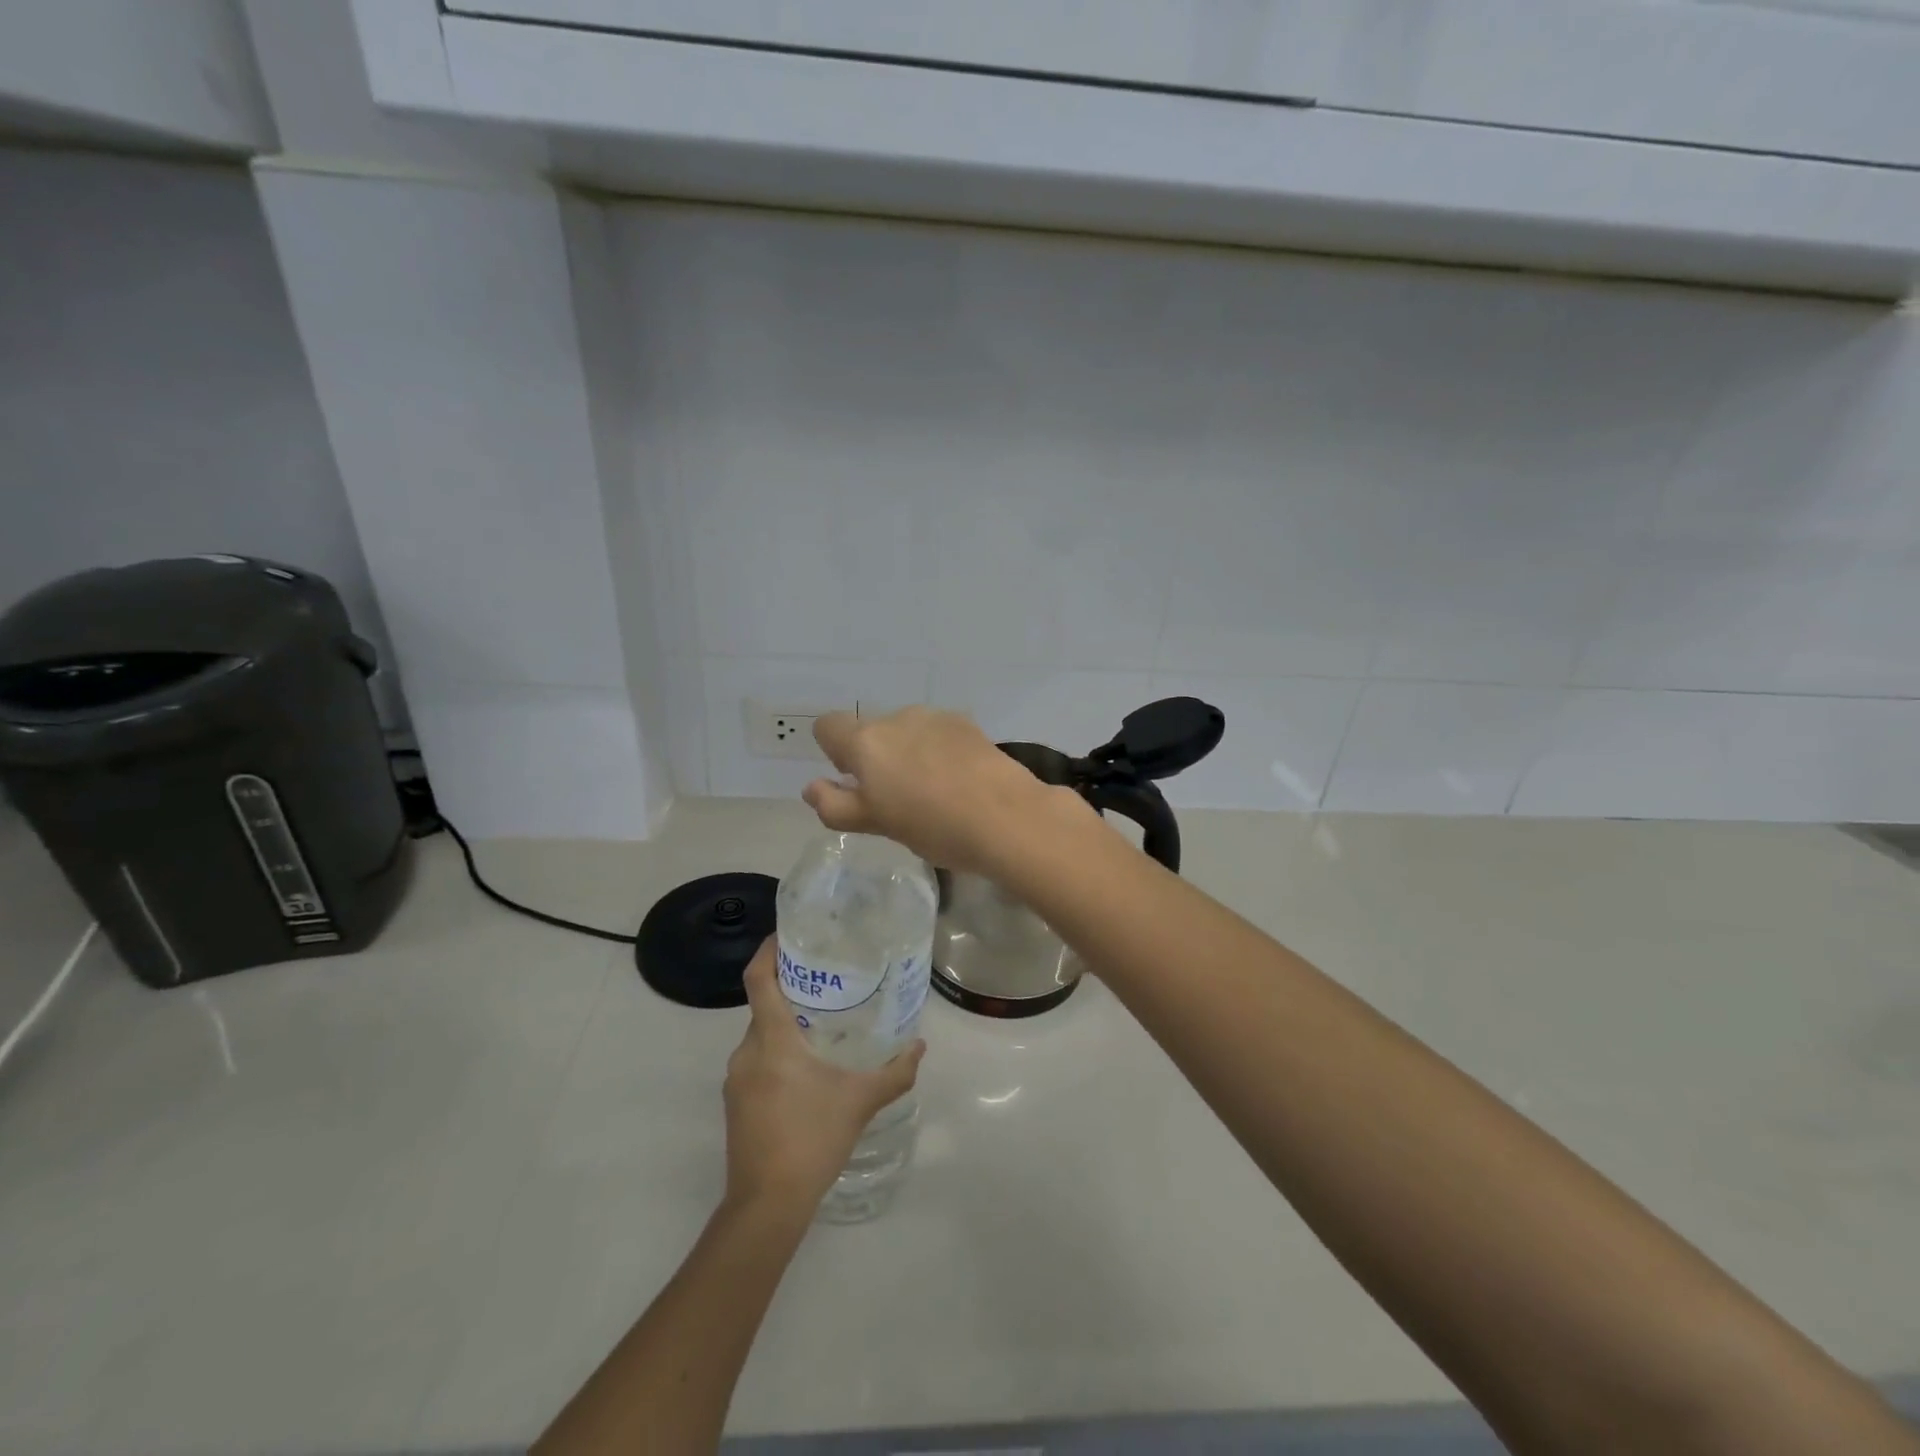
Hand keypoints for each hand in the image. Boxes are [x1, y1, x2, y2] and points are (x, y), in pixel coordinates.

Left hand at [723, 938, 925, 1213]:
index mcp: (771, 1040)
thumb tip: (920, 1046)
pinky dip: (777, 1052)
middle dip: (790, 990)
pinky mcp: (735, 1103)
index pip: (759, 979)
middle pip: (763, 1005)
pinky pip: (756, 1061)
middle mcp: (746, 1052)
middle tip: (826, 982)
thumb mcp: (861, 1101)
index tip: (788, 935)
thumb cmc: (812, 1139)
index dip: (768, 951)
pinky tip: (806, 1070)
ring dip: (785, 1025)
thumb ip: (895, 1072)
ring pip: (760, 1036)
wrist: (767, 1205)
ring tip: (822, 1025)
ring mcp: (735, 1079)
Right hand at [804, 706, 1090, 874]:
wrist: (1007, 816)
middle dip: (877, 759)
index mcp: (866, 742)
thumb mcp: (876, 824)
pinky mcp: (967, 724)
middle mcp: (896, 719)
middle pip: (871, 731)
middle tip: (899, 800)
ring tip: (934, 793)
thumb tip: (811, 788)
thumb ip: (836, 805)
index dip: (834, 753)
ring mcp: (935, 718)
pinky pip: (937, 734)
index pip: (827, 727)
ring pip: (906, 732)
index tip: (857, 782)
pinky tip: (960, 781)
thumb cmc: (932, 826)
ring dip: (909, 754)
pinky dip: (938, 751)